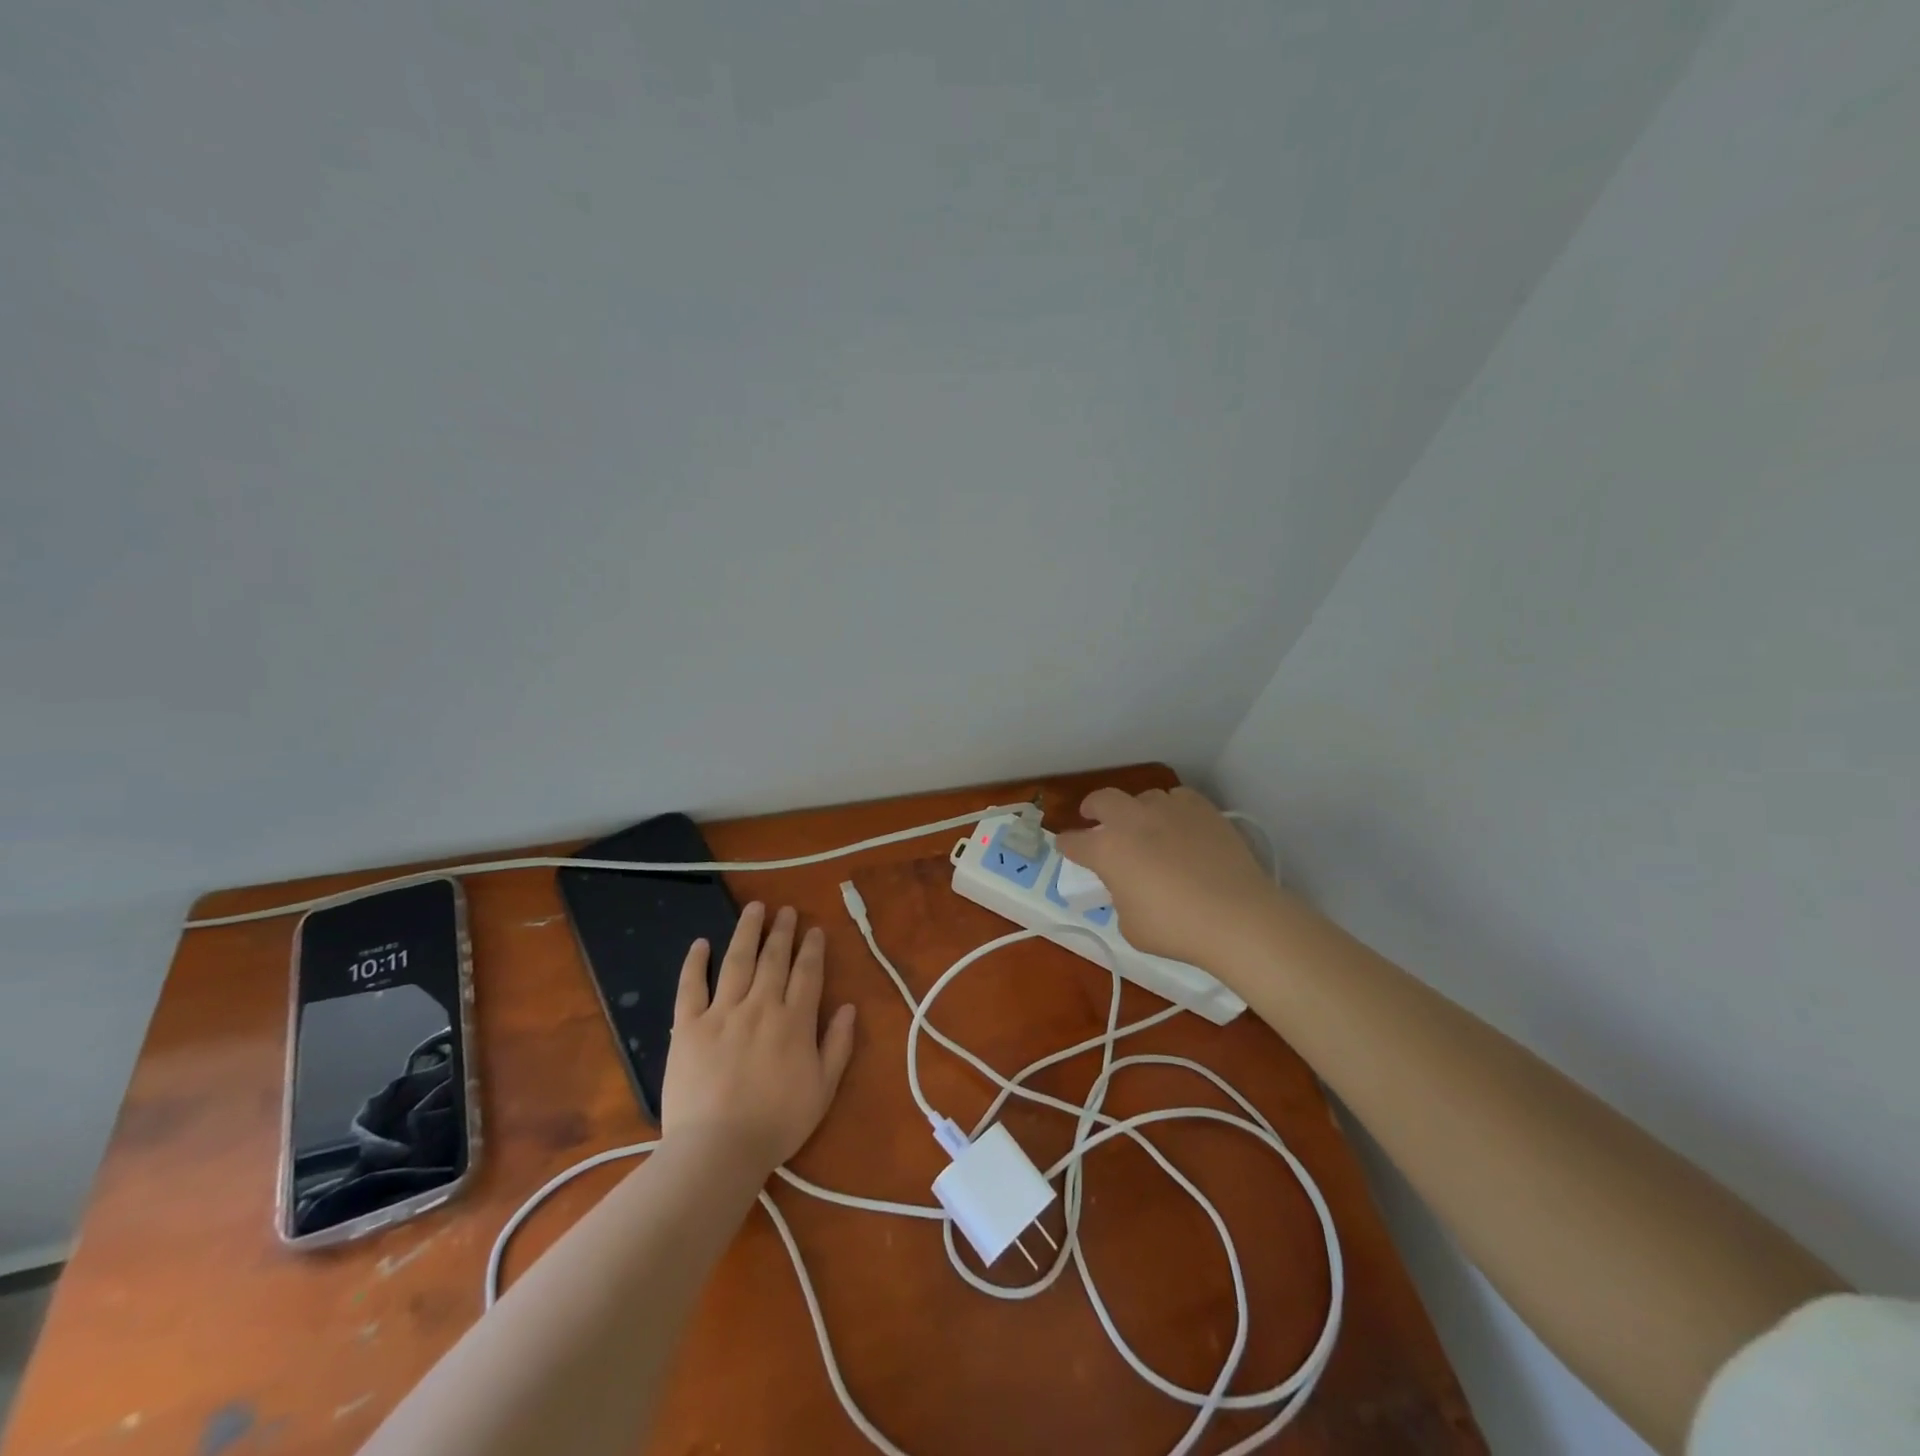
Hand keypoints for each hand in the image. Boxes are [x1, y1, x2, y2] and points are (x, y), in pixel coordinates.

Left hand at [661, 903, 857, 1174]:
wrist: (718, 1149)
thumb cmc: (776, 1124)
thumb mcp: (823, 1089)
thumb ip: (838, 1045)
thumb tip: (848, 1007)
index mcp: (794, 1021)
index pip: (807, 973)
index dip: (812, 948)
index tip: (813, 929)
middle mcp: (761, 1006)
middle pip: (774, 959)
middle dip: (782, 931)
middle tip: (786, 910)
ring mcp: (722, 1012)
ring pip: (737, 961)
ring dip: (747, 932)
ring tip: (753, 909)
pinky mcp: (688, 1026)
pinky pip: (691, 986)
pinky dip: (696, 962)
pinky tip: (701, 943)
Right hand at [1054, 787, 1285, 969]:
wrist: (1236, 916)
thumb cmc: (1175, 929)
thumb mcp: (1130, 925)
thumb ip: (1121, 897)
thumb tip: (1129, 886)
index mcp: (1107, 850)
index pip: (1074, 842)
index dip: (1067, 845)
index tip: (1066, 847)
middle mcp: (1132, 821)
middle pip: (1102, 800)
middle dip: (1093, 808)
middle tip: (1094, 818)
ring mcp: (1168, 809)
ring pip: (1143, 797)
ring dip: (1137, 809)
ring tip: (1146, 826)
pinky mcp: (1202, 808)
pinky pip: (1178, 798)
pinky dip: (1172, 808)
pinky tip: (1180, 824)